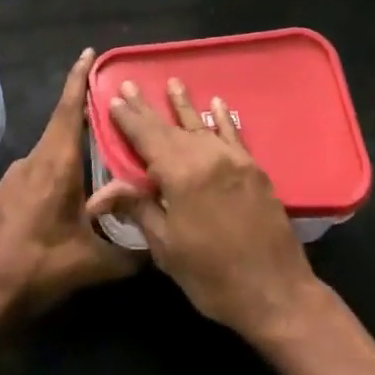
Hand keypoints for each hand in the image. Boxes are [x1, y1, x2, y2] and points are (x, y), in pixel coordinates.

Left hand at [0, 48, 138, 321]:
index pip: (69, 109)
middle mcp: (34, 161)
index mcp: (56, 164)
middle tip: (117, 112)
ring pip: (52, 153)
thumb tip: (159, 246)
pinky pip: (39, 171)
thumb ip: (131, 252)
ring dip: (74, 151)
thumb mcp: (92, 265)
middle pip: (63, 127)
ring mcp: (14, 177)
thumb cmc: (37, 269)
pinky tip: (71, 198)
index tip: (88, 53)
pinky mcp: (5, 195)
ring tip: (102, 162)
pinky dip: (59, 172)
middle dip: (87, 115)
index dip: (79, 79)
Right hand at [86, 77, 322, 340]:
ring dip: (184, 105)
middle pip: (170, 127)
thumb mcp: (166, 248)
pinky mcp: (253, 168)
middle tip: (131, 84)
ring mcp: (233, 159)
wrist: (275, 292)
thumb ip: (138, 210)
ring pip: (201, 125)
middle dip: (148, 108)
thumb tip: (98, 195)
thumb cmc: (212, 276)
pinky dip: (223, 119)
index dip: (129, 120)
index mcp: (180, 174)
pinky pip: (233, 135)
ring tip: (173, 82)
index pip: (147, 138)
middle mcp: (206, 156)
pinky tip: (217, 104)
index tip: (114, 99)